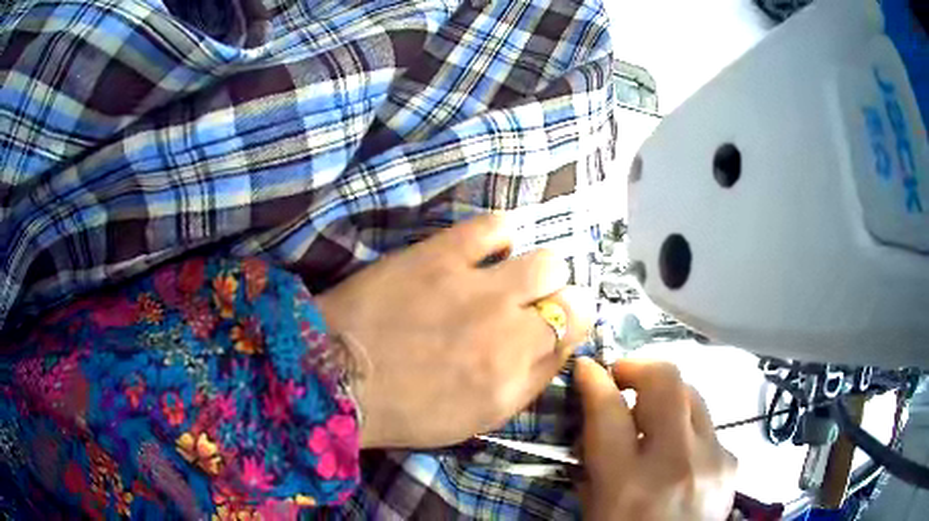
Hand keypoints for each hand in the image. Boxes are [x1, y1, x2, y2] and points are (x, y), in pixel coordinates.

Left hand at [316, 215, 594, 448]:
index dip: (569, 324)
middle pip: (571, 296)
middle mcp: (507, 334)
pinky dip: (499, 235)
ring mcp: (476, 290)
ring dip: (535, 270)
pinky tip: (485, 249)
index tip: (550, 323)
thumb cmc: (404, 409)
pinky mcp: (440, 256)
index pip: (574, 333)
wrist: (334, 377)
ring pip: (545, 261)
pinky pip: (495, 226)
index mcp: (513, 378)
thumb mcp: (476, 418)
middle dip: (556, 299)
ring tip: (506, 275)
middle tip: (527, 304)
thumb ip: (526, 383)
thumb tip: (557, 344)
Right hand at [575, 358, 736, 520]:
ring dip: (665, 396)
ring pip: (692, 395)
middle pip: (667, 382)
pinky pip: (707, 426)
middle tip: (623, 378)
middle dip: (640, 368)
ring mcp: (713, 459)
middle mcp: (677, 464)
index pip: (610, 412)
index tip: (588, 367)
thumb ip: (595, 460)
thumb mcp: (596, 508)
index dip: (595, 380)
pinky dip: (687, 428)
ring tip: (651, 415)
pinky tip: (679, 453)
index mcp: (629, 485)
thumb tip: (596, 413)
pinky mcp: (732, 462)